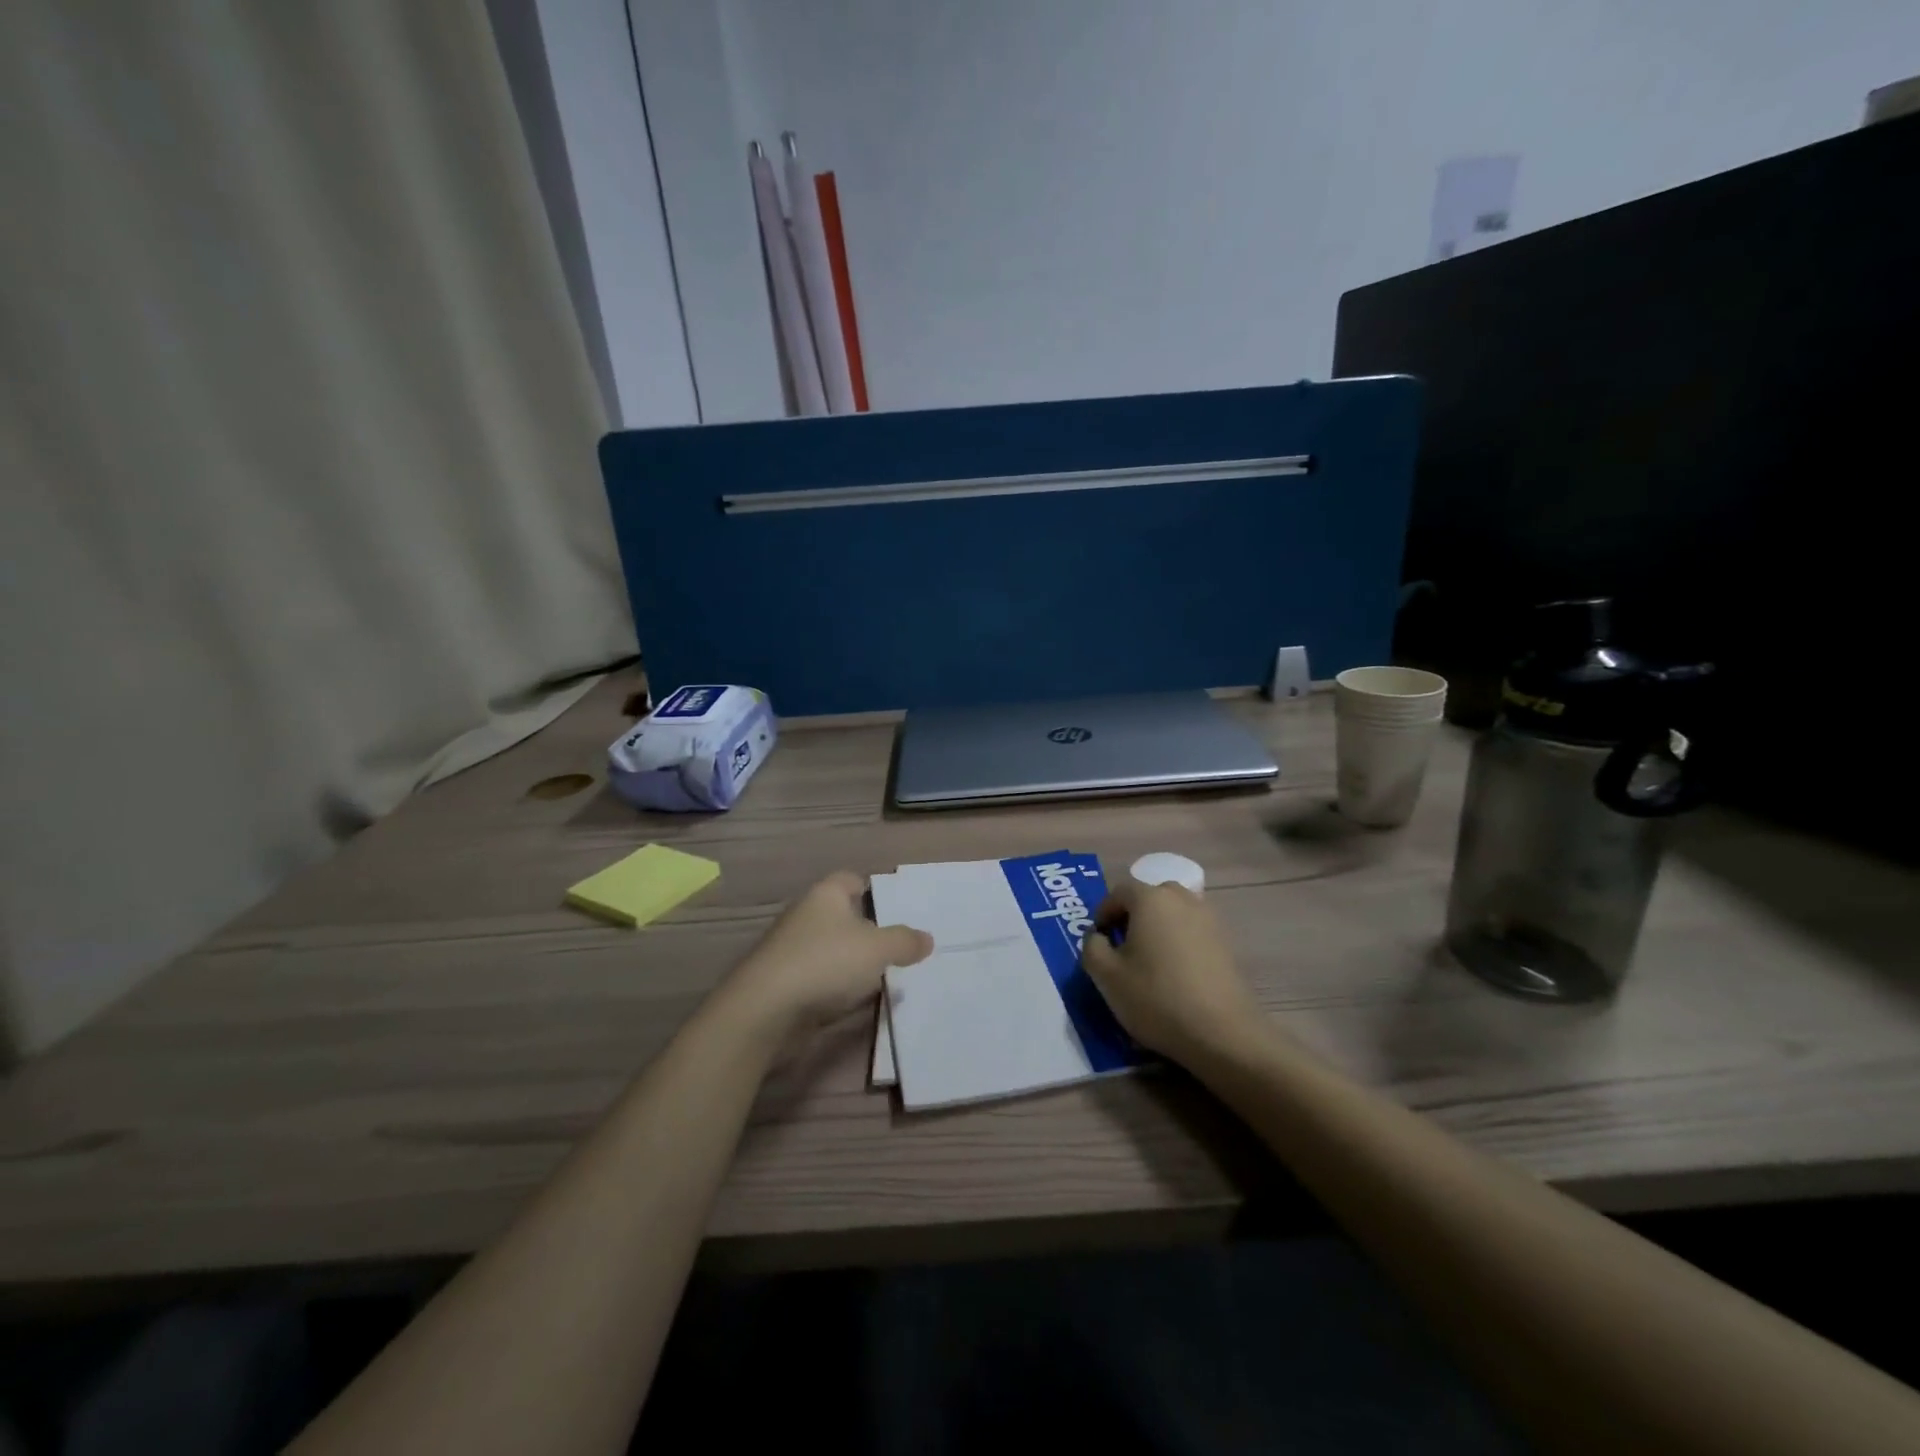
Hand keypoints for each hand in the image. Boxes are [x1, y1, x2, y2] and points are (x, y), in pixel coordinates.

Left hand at [725, 872, 932, 1034]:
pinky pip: (820, 979)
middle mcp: (806, 915)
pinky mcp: (784, 983)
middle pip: (843, 916)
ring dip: (853, 962)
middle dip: (868, 930)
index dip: (875, 890)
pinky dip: (837, 987)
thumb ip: (905, 941)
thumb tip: (927, 938)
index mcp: (825, 895)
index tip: (897, 909)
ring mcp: (791, 950)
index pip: (852, 880)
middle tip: (901, 946)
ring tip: (886, 976)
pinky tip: (857, 1001)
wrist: (765, 1010)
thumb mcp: (878, 949)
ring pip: (832, 949)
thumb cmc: (826, 963)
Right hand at [1080, 881, 1263, 1064]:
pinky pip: (1194, 932)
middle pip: (1151, 897)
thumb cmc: (1156, 997)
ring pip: (1175, 914)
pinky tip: (1176, 975)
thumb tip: (1098, 937)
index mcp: (1151, 899)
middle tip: (1123, 947)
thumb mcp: (1105, 976)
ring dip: (1159, 928)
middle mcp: (1182, 899)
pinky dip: (1180, 943)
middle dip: (1133, 916)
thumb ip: (1092, 947)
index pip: (1119, 891)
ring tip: (1150, 962)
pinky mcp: (1227, 944)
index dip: (1104, 912)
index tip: (1099, 940)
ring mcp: (1210, 920)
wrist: (1222, 1033)